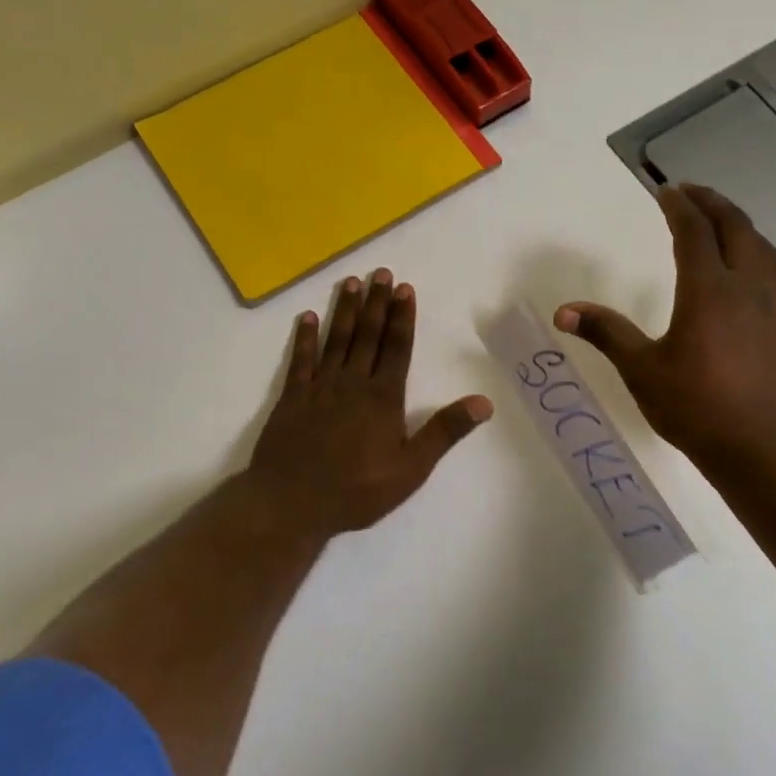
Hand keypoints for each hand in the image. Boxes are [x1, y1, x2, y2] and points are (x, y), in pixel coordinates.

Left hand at [249, 269, 493, 537]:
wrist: (291, 503)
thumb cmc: (356, 490)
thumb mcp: (410, 468)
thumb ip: (444, 432)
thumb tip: (484, 402)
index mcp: (383, 398)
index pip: (396, 348)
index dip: (402, 317)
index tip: (404, 289)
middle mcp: (352, 383)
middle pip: (367, 336)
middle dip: (376, 303)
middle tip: (381, 272)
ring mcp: (319, 388)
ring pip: (336, 340)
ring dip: (345, 311)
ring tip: (351, 283)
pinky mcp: (292, 398)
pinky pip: (300, 360)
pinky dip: (304, 338)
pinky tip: (307, 318)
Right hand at [554, 184, 775, 475]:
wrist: (764, 448)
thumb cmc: (696, 408)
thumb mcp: (641, 370)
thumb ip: (606, 333)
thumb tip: (563, 311)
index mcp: (708, 290)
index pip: (694, 232)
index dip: (678, 207)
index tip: (665, 191)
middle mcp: (747, 286)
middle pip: (735, 227)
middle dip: (711, 204)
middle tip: (690, 192)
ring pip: (763, 247)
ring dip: (741, 225)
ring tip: (723, 221)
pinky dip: (768, 255)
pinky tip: (763, 265)